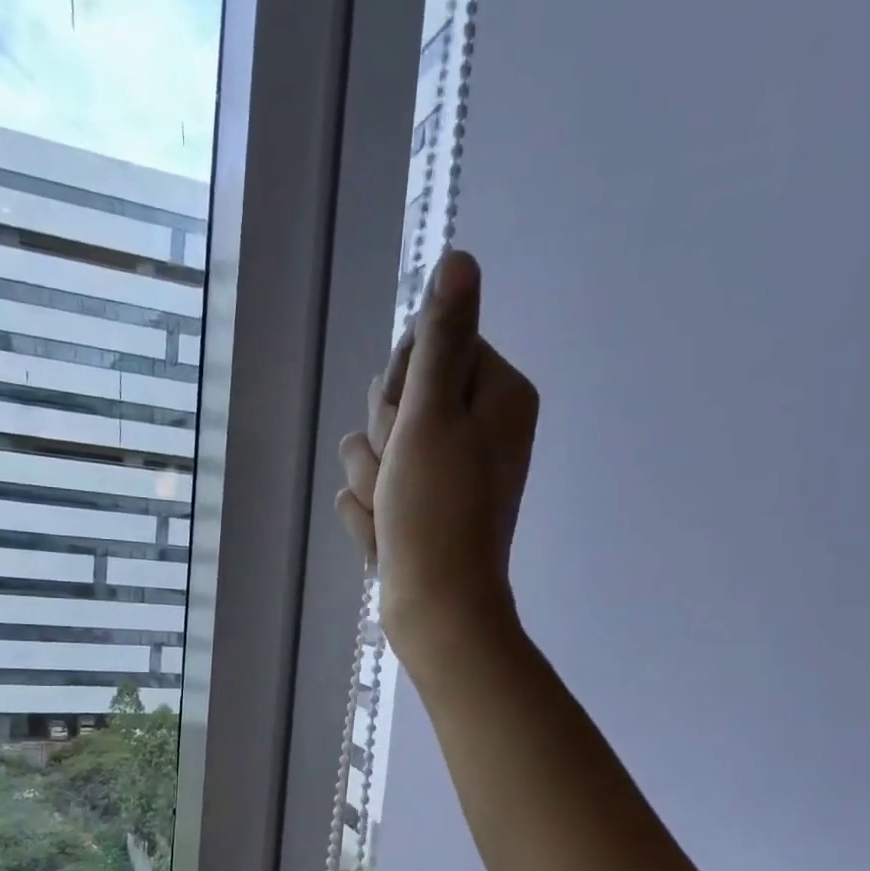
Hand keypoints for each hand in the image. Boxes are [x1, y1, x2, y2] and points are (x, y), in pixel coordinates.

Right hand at [335, 250, 539, 665]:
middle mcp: (476, 429)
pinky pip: (373, 493)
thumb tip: (460, 259)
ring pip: (375, 449)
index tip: (409, 424)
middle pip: (399, 398)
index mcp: (497, 395)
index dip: (403, 385)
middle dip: (385, 439)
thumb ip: (443, 339)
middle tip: (402, 477)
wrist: (436, 611)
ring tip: (394, 516)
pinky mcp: (419, 510)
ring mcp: (446, 474)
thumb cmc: (436, 513)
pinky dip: (374, 517)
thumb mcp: (434, 415)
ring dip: (372, 483)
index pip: (428, 348)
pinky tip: (389, 538)